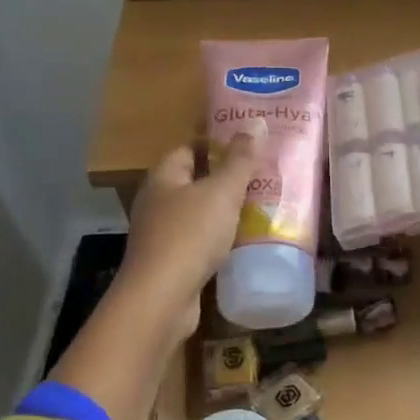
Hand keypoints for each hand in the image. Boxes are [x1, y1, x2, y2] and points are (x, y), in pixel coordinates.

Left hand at [117, 121, 265, 343]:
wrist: (162, 297)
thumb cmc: (190, 235)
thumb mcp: (222, 192)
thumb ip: (241, 160)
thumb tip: (256, 122)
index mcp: (164, 177)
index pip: (188, 148)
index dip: (216, 143)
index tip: (248, 145)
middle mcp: (157, 201)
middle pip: (193, 181)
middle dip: (224, 178)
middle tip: (262, 176)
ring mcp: (161, 234)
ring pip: (197, 213)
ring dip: (223, 211)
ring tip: (259, 207)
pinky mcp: (170, 262)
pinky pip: (198, 241)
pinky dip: (218, 239)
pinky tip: (241, 242)